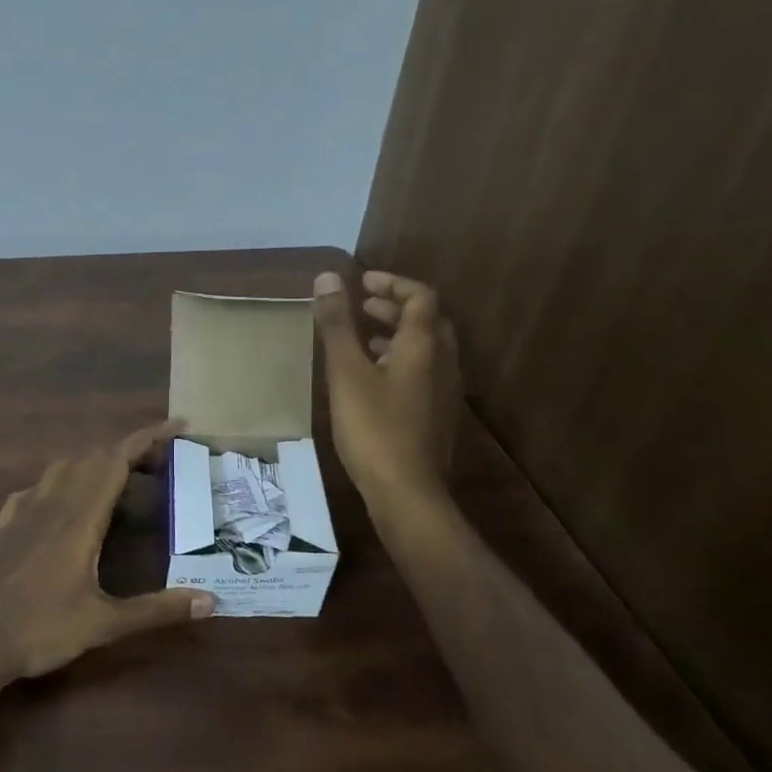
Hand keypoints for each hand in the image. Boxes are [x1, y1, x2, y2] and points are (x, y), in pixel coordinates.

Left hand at [0, 421, 214, 683]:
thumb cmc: (41, 630)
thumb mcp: (104, 625)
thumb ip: (157, 610)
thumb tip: (210, 601)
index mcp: (79, 517)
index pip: (116, 460)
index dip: (147, 437)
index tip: (176, 425)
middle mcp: (52, 502)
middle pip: (94, 457)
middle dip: (130, 450)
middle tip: (161, 463)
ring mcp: (23, 510)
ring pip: (64, 467)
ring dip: (95, 462)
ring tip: (119, 480)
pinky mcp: (5, 523)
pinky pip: (37, 487)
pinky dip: (61, 481)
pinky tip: (65, 502)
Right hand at [312, 270, 461, 513]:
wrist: (407, 494)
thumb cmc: (374, 428)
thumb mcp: (346, 372)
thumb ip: (336, 324)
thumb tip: (328, 277)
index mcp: (424, 346)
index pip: (420, 297)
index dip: (393, 283)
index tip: (362, 281)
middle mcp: (443, 363)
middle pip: (426, 321)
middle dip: (393, 307)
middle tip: (361, 305)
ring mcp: (443, 392)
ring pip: (425, 349)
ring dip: (396, 334)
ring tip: (361, 337)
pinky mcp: (436, 416)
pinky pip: (421, 372)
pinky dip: (398, 360)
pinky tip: (372, 380)